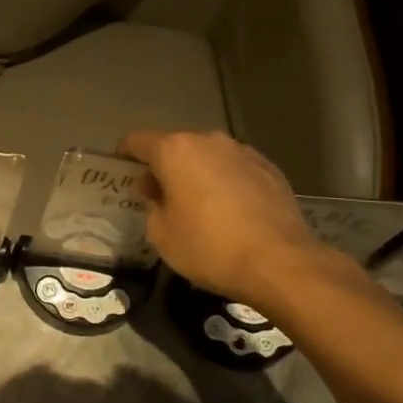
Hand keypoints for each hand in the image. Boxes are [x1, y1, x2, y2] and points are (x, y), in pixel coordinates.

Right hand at [117, 130, 324, 304]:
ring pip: (208, 156)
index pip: (137, 141)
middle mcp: (209, 141)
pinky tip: (229, 210)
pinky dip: (225, 182)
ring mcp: (242, 152)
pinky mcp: (269, 168)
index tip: (122, 172)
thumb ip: (151, 205)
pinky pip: (234, 169)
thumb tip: (157, 192)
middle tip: (159, 195)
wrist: (280, 262)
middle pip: (175, 146)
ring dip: (197, 172)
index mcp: (175, 151)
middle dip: (164, 166)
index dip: (125, 155)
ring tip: (197, 204)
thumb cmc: (209, 247)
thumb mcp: (161, 235)